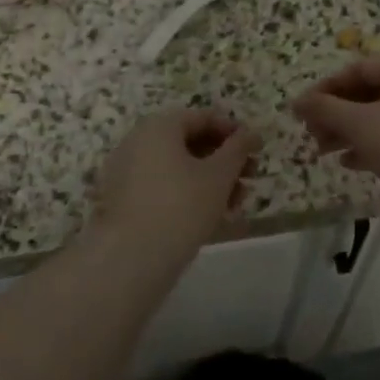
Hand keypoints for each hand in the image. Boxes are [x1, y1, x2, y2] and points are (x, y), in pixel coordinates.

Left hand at [93, 109, 256, 255]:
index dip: (234, 132)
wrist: (130, 261)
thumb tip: (252, 133)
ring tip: (236, 204)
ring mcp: (126, 172)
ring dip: (211, 180)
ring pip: (178, 167)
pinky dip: (188, 194)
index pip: (204, 118)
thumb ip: (239, 149)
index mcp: (159, 126)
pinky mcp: (123, 201)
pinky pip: (162, 186)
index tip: (256, 151)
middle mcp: (138, 141)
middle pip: (190, 142)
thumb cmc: (181, 207)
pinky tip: (211, 217)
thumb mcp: (220, 175)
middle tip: (250, 179)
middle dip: (224, 160)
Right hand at [292, 58, 379, 205]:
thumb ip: (325, 109)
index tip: (303, 108)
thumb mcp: (359, 123)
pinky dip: (366, 147)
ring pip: (377, 119)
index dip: (327, 87)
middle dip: (335, 113)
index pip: (358, 69)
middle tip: (310, 132)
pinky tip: (346, 162)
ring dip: (346, 131)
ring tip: (321, 150)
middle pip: (367, 94)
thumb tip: (297, 101)